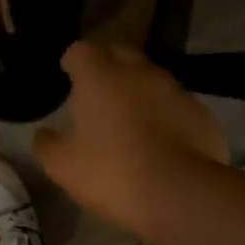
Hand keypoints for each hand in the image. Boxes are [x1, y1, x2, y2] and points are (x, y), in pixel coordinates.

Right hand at [33, 41, 225, 233]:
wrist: (181, 193)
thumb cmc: (112, 172)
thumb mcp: (64, 166)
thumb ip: (47, 145)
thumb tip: (43, 134)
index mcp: (100, 77)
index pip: (81, 50)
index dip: (73, 61)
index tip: (69, 76)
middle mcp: (139, 72)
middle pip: (120, 53)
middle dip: (107, 65)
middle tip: (97, 91)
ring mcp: (175, 90)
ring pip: (152, 77)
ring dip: (138, 89)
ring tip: (130, 117)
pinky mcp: (201, 113)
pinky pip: (176, 104)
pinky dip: (166, 113)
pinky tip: (162, 140)